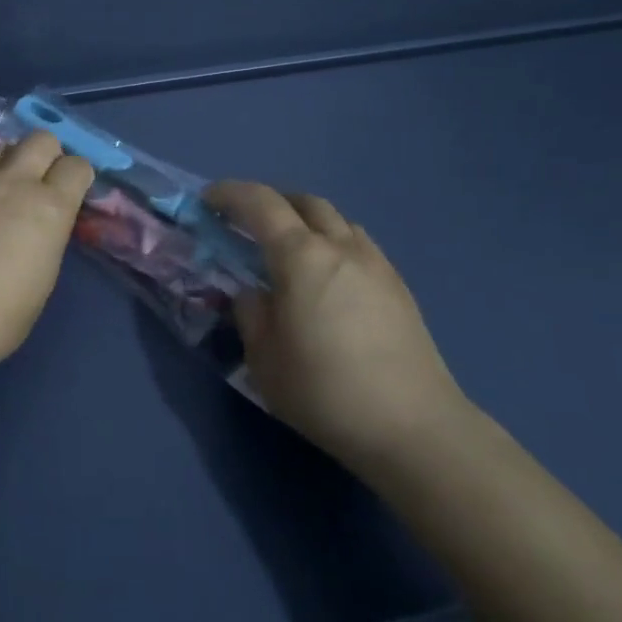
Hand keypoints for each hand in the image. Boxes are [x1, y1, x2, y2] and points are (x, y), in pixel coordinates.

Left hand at [0, 131, 95, 378]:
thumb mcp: (39, 286)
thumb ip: (44, 244)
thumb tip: (38, 229)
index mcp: (49, 210)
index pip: (77, 168)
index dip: (79, 177)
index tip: (72, 193)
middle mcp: (13, 182)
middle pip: (41, 140)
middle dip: (48, 155)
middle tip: (40, 181)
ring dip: (7, 158)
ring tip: (0, 181)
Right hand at [206, 181, 470, 468]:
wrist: (413, 427)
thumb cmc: (326, 392)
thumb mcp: (264, 360)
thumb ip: (251, 315)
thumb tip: (253, 294)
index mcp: (301, 257)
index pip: (260, 203)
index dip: (229, 194)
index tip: (207, 201)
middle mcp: (340, 247)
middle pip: (304, 202)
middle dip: (271, 202)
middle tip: (248, 224)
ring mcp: (376, 264)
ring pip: (337, 220)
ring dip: (306, 221)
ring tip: (290, 251)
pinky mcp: (398, 287)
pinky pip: (358, 244)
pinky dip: (334, 244)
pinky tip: (329, 279)